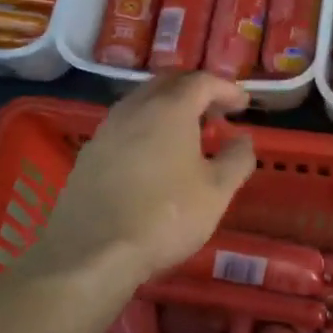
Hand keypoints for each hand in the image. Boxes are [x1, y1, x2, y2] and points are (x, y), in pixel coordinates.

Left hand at [35, 72, 256, 284]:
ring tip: (186, 133)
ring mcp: (107, 128)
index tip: (243, 103)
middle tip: (214, 110)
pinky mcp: (89, 153)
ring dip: (168, 107)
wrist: (91, 251)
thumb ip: (237, 159)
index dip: (226, 88)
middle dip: (195, 90)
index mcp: (170, 108)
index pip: (202, 81)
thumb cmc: (165, 216)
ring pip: (142, 101)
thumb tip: (243, 139)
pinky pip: (124, 125)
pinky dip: (145, 127)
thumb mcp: (217, 192)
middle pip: (168, 82)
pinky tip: (152, 155)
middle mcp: (135, 107)